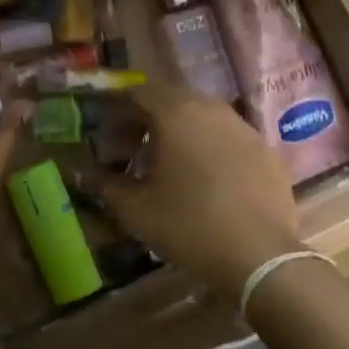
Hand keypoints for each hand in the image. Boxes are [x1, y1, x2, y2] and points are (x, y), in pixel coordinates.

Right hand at [96, 81, 303, 301]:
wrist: (259, 256)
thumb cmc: (188, 225)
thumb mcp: (135, 209)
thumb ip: (105, 185)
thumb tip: (83, 174)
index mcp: (176, 113)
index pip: (139, 91)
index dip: (117, 109)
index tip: (107, 135)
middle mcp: (211, 109)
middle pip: (172, 99)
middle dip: (147, 119)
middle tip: (132, 149)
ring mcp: (243, 128)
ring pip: (202, 116)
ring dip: (179, 131)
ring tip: (167, 165)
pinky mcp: (265, 151)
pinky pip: (227, 137)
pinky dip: (208, 147)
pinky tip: (205, 179)